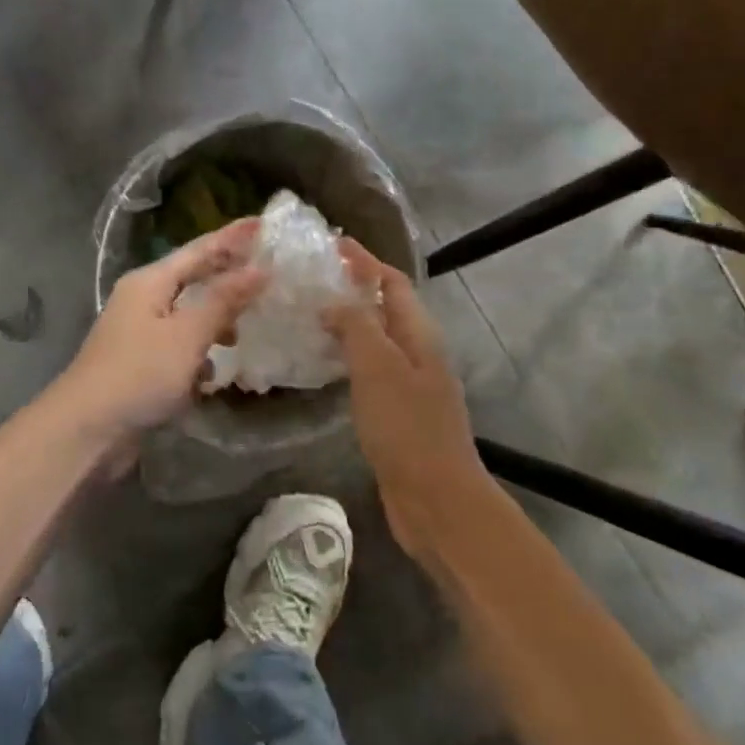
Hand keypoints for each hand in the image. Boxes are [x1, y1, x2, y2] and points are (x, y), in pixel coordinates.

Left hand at [56, 219, 266, 448]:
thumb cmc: (139, 374)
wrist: (85, 431)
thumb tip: (260, 269)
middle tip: (266, 271)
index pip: (199, 250)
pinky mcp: (140, 365)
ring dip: (215, 322)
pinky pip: (178, 348)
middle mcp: (143, 300)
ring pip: (187, 316)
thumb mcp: (187, 334)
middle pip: (192, 279)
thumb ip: (224, 300)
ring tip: (243, 330)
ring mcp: (139, 333)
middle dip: (227, 277)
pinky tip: (212, 374)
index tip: (263, 224)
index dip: (232, 238)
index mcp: (150, 282)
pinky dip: (197, 355)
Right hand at [324, 239, 487, 557]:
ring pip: (376, 339)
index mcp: (418, 334)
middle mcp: (418, 352)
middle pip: (385, 307)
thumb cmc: (407, 427)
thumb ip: (357, 325)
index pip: (391, 282)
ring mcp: (410, 383)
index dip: (364, 261)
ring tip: (307, 314)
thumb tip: (334, 298)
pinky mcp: (397, 412)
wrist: (436, 500)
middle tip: (310, 280)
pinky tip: (322, 364)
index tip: (329, 245)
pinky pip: (370, 370)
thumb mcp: (378, 367)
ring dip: (348, 322)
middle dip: (352, 288)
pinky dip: (347, 356)